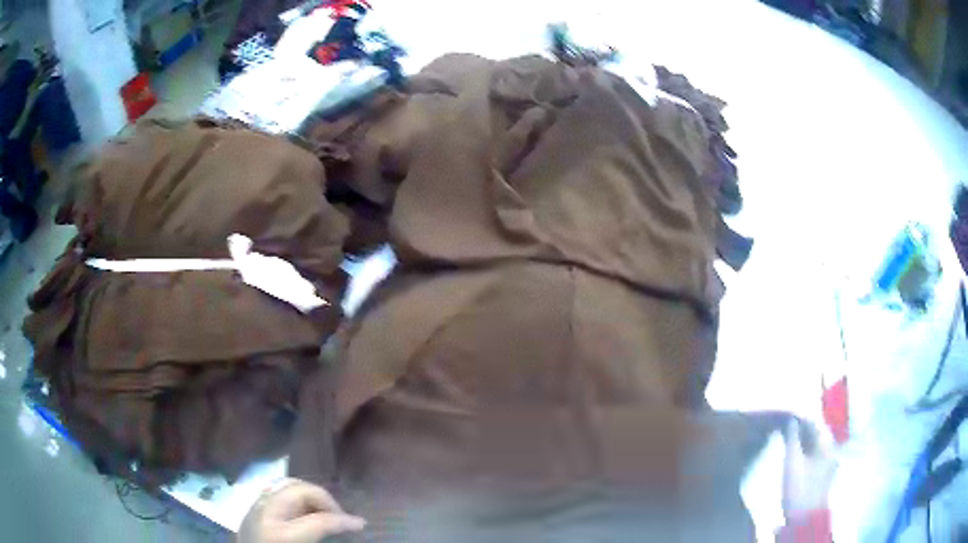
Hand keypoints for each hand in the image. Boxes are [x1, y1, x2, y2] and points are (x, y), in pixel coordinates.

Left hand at [238, 478, 365, 542]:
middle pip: (299, 489)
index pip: (320, 519)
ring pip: (284, 485)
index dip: (345, 520)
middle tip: (339, 517)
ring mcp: (253, 508)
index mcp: (280, 533)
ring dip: (307, 495)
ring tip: (322, 513)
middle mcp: (264, 513)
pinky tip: (301, 512)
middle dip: (324, 499)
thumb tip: (350, 527)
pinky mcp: (249, 511)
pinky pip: (274, 492)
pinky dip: (292, 496)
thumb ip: (322, 536)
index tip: (361, 524)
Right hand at [781, 419, 837, 520]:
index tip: (788, 416)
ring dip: (803, 442)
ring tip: (788, 441)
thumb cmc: (799, 489)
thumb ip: (792, 439)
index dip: (802, 418)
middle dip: (803, 430)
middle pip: (817, 435)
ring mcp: (829, 465)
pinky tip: (795, 457)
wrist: (804, 519)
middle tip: (786, 428)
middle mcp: (832, 451)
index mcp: (828, 445)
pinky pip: (815, 457)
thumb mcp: (792, 463)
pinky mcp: (823, 476)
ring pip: (816, 447)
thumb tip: (790, 419)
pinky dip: (805, 453)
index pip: (816, 423)